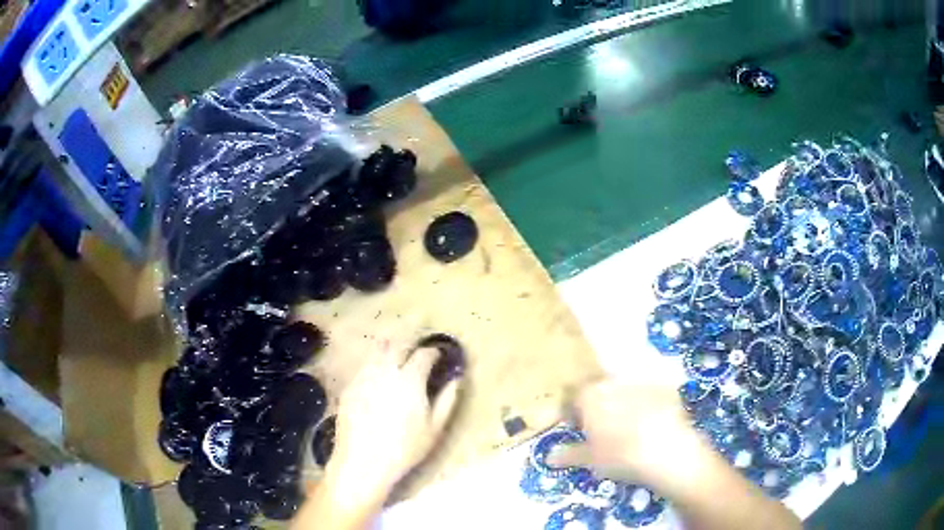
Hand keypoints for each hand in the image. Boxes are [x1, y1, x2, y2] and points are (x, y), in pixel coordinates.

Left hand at [328, 340, 461, 495]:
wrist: (363, 461)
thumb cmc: (405, 448)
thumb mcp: (435, 428)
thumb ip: (447, 399)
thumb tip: (457, 379)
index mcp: (410, 379)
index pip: (423, 353)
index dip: (433, 352)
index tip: (439, 356)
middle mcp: (385, 370)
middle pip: (398, 345)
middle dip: (410, 346)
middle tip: (418, 356)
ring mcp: (363, 377)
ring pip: (378, 353)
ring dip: (391, 352)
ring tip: (398, 363)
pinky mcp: (349, 387)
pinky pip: (364, 368)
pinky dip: (375, 366)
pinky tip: (379, 381)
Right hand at [549, 380, 709, 488]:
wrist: (666, 451)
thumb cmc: (619, 456)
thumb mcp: (590, 459)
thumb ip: (569, 454)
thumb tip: (550, 457)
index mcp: (590, 396)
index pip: (574, 397)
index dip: (574, 412)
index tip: (578, 428)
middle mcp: (614, 382)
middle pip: (601, 389)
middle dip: (600, 405)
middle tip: (604, 429)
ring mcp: (642, 382)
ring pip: (626, 390)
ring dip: (625, 402)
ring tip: (631, 426)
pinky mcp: (665, 387)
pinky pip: (651, 393)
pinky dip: (649, 404)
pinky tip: (653, 422)